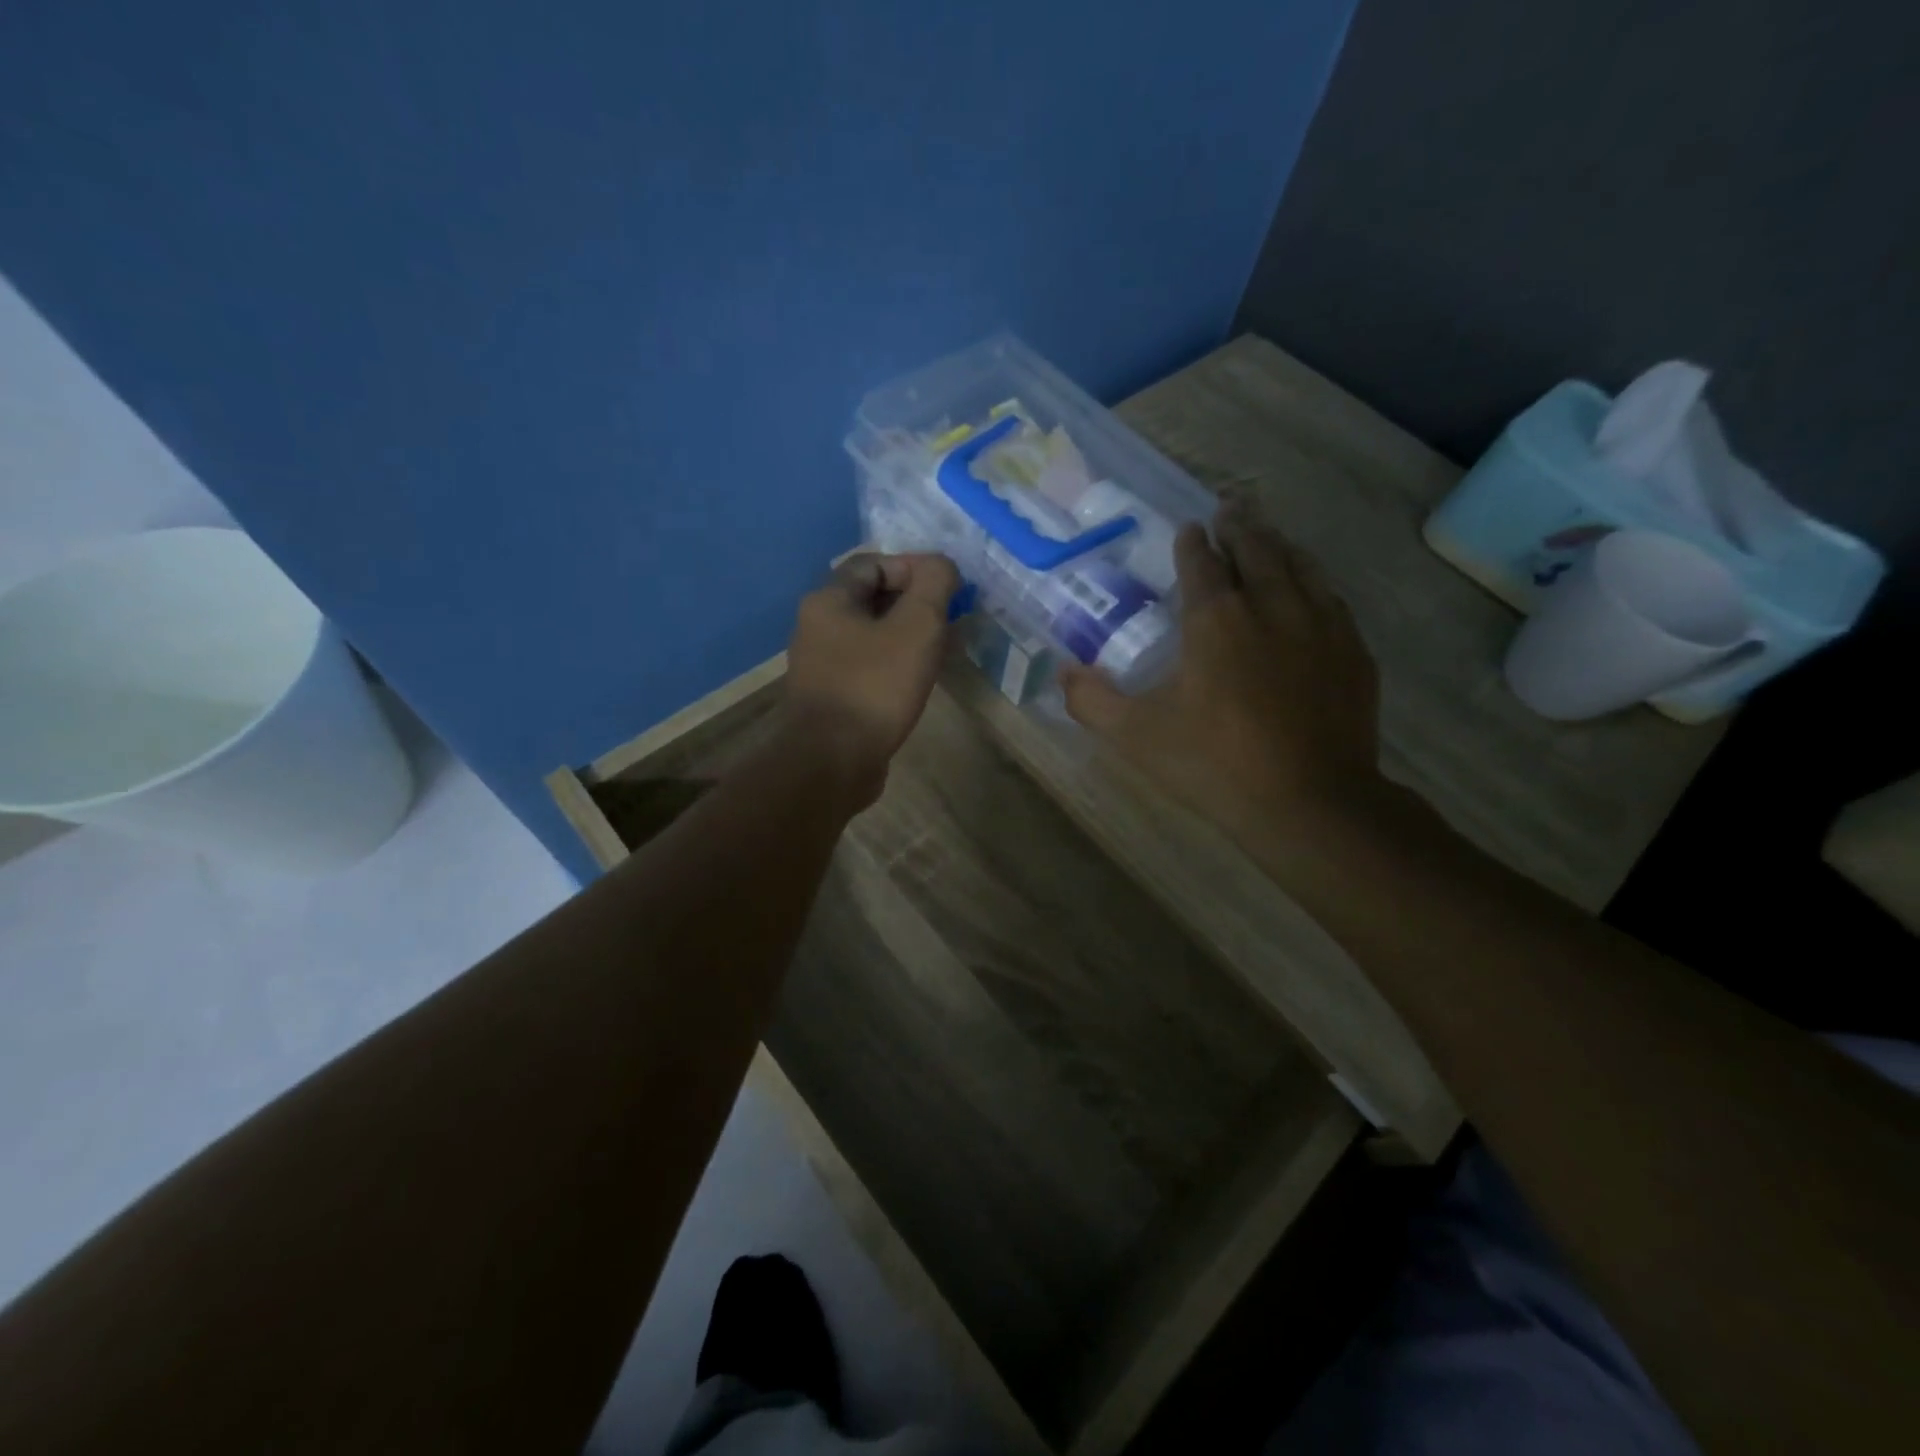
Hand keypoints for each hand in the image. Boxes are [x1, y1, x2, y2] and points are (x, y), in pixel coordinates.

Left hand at [783, 552, 959, 804]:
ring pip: (873, 635)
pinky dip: (896, 665)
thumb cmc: (875, 687)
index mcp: (829, 600)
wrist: (833, 762)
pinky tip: (920, 680)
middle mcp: (818, 627)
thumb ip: (934, 585)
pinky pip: (869, 667)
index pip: (874, 563)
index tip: (948, 589)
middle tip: (951, 619)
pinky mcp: (833, 697)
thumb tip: (942, 565)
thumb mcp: (916, 626)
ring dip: (909, 636)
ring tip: (943, 649)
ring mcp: (822, 665)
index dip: (914, 568)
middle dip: (915, 603)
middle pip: (872, 599)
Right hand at [1059, 500, 1381, 843]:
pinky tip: (1313, 589)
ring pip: (1300, 565)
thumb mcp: (1137, 736)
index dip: (1193, 543)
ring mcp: (1321, 625)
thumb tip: (1064, 673)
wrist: (1310, 801)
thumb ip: (1092, 701)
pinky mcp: (1353, 652)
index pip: (1202, 563)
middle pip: (1256, 549)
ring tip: (1270, 534)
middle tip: (1231, 507)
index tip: (1190, 528)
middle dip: (1240, 525)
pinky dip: (1315, 581)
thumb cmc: (1215, 763)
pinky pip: (1332, 598)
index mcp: (1216, 619)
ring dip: (1280, 544)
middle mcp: (1271, 606)